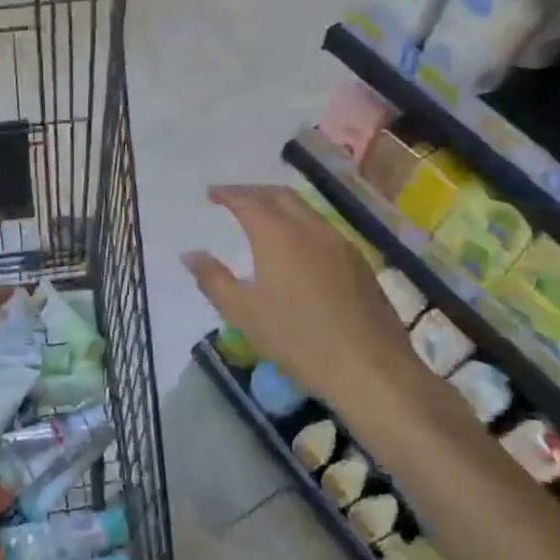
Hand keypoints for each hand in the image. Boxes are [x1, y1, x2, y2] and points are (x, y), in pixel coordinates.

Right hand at [185, 185, 421, 416]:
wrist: (369, 367)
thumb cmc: (297, 338)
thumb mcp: (243, 313)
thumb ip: (214, 279)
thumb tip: (190, 255)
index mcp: (278, 235)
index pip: (248, 201)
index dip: (228, 194)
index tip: (211, 194)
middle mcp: (311, 229)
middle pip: (280, 196)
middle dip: (254, 192)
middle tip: (234, 198)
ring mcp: (341, 244)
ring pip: (306, 210)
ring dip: (280, 206)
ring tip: (262, 218)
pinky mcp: (360, 263)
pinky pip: (323, 229)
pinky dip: (301, 224)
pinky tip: (296, 247)